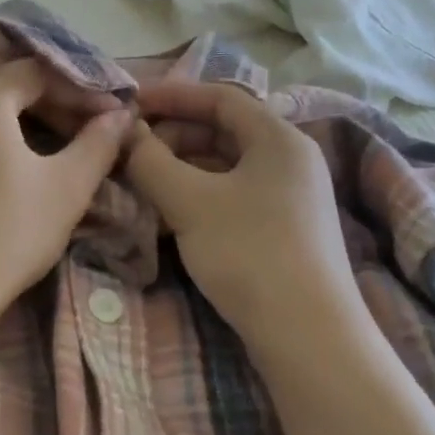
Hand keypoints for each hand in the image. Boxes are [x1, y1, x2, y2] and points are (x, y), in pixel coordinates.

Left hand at [0, 59, 133, 319]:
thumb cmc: (2, 237)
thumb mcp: (65, 189)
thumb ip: (98, 144)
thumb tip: (122, 115)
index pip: (38, 70)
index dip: (79, 88)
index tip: (109, 115)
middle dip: (43, 95)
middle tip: (75, 126)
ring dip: (7, 115)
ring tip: (38, 147)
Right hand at [125, 82, 360, 350]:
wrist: (309, 339)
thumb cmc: (249, 253)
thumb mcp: (189, 202)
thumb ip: (151, 161)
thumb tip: (126, 133)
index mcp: (278, 138)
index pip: (220, 97)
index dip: (172, 95)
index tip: (130, 103)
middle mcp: (290, 159)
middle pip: (223, 130)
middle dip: (173, 135)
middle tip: (133, 150)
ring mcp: (291, 196)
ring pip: (226, 165)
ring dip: (182, 167)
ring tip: (142, 181)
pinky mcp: (285, 229)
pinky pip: (234, 194)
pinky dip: (199, 194)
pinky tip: (169, 213)